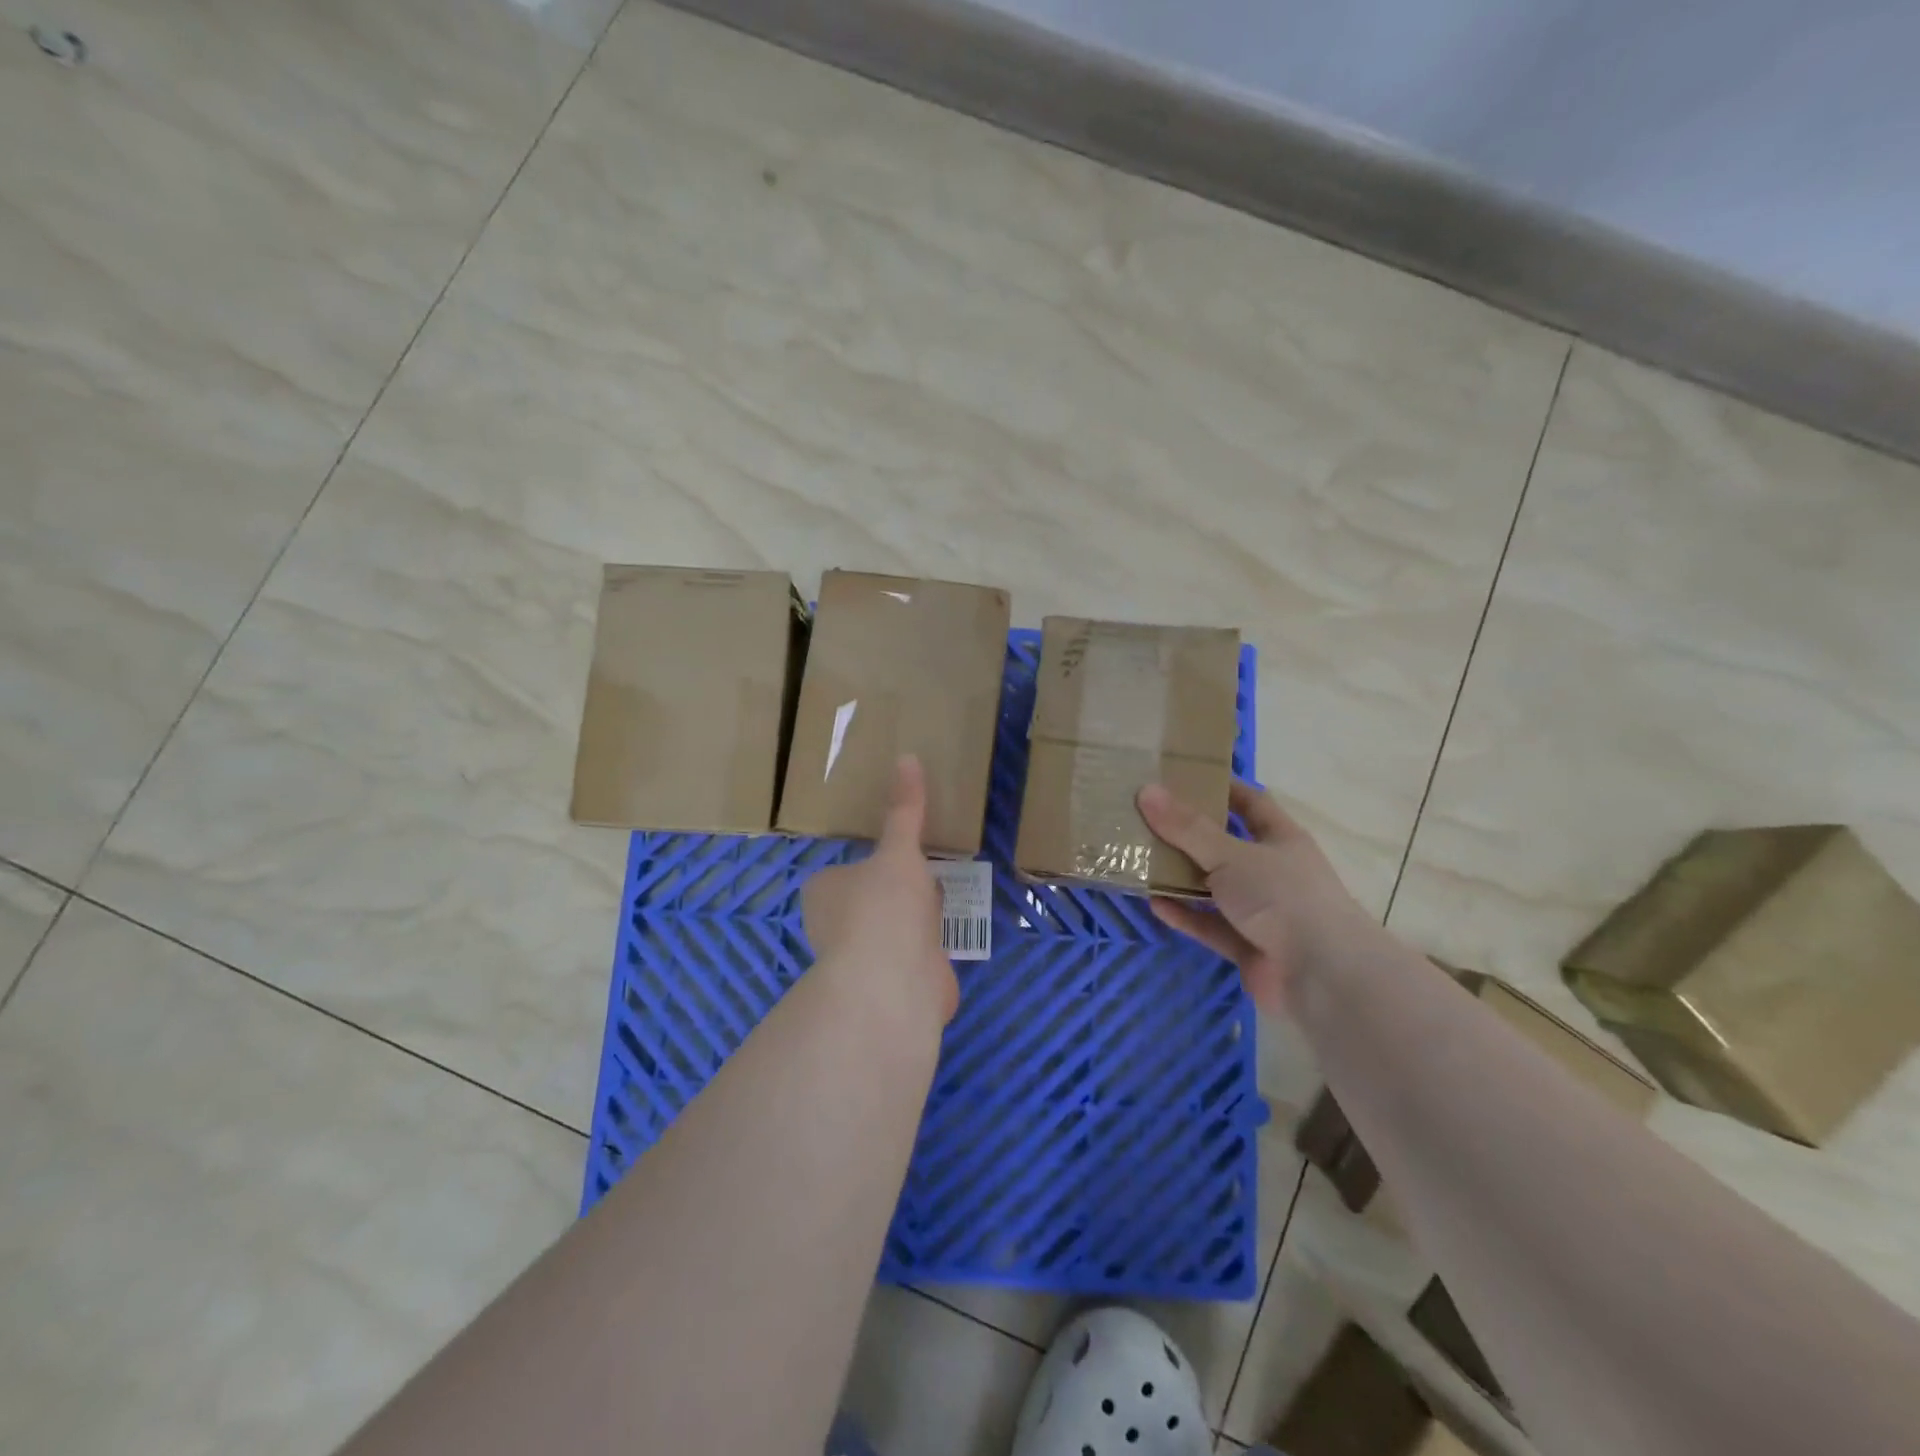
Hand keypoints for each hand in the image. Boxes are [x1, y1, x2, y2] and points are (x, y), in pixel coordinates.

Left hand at [802, 756, 959, 1025]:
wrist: (894, 984)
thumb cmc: (883, 907)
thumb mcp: (898, 850)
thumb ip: (905, 811)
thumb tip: (907, 757)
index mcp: (824, 891)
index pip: (843, 870)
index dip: (869, 861)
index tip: (897, 850)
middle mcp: (836, 925)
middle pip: (868, 898)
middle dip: (894, 890)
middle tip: (928, 866)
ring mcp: (866, 958)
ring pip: (893, 927)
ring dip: (915, 918)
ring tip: (946, 893)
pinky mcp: (895, 982)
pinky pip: (915, 954)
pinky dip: (930, 945)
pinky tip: (951, 930)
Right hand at [1137, 780, 1378, 1015]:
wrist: (1320, 975)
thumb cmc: (1282, 897)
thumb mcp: (1230, 854)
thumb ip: (1187, 828)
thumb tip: (1146, 791)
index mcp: (1281, 839)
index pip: (1251, 803)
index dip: (1221, 788)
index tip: (1183, 778)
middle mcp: (1273, 872)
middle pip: (1226, 846)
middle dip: (1190, 835)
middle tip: (1148, 819)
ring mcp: (1261, 911)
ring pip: (1214, 889)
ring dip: (1182, 878)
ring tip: (1142, 861)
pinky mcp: (1248, 946)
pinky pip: (1210, 925)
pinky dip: (1185, 916)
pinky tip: (1154, 904)